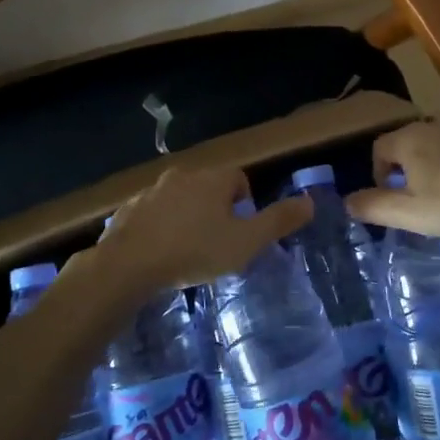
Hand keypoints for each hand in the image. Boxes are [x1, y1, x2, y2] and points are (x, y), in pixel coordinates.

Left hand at [80, 164, 310, 295]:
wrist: (129, 264)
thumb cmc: (195, 251)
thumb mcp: (246, 242)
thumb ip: (279, 221)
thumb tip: (310, 202)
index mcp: (214, 179)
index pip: (239, 179)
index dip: (246, 204)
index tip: (242, 232)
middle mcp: (183, 175)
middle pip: (208, 187)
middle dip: (215, 209)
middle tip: (217, 243)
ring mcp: (152, 190)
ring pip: (178, 199)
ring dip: (186, 216)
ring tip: (187, 250)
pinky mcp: (128, 208)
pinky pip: (152, 213)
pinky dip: (159, 227)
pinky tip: (158, 253)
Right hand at [344, 118, 439, 237]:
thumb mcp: (411, 213)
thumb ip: (374, 207)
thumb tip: (347, 201)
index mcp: (409, 138)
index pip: (378, 149)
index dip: (379, 175)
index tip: (393, 200)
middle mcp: (432, 124)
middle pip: (406, 145)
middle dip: (406, 172)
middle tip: (419, 202)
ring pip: (434, 147)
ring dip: (432, 170)